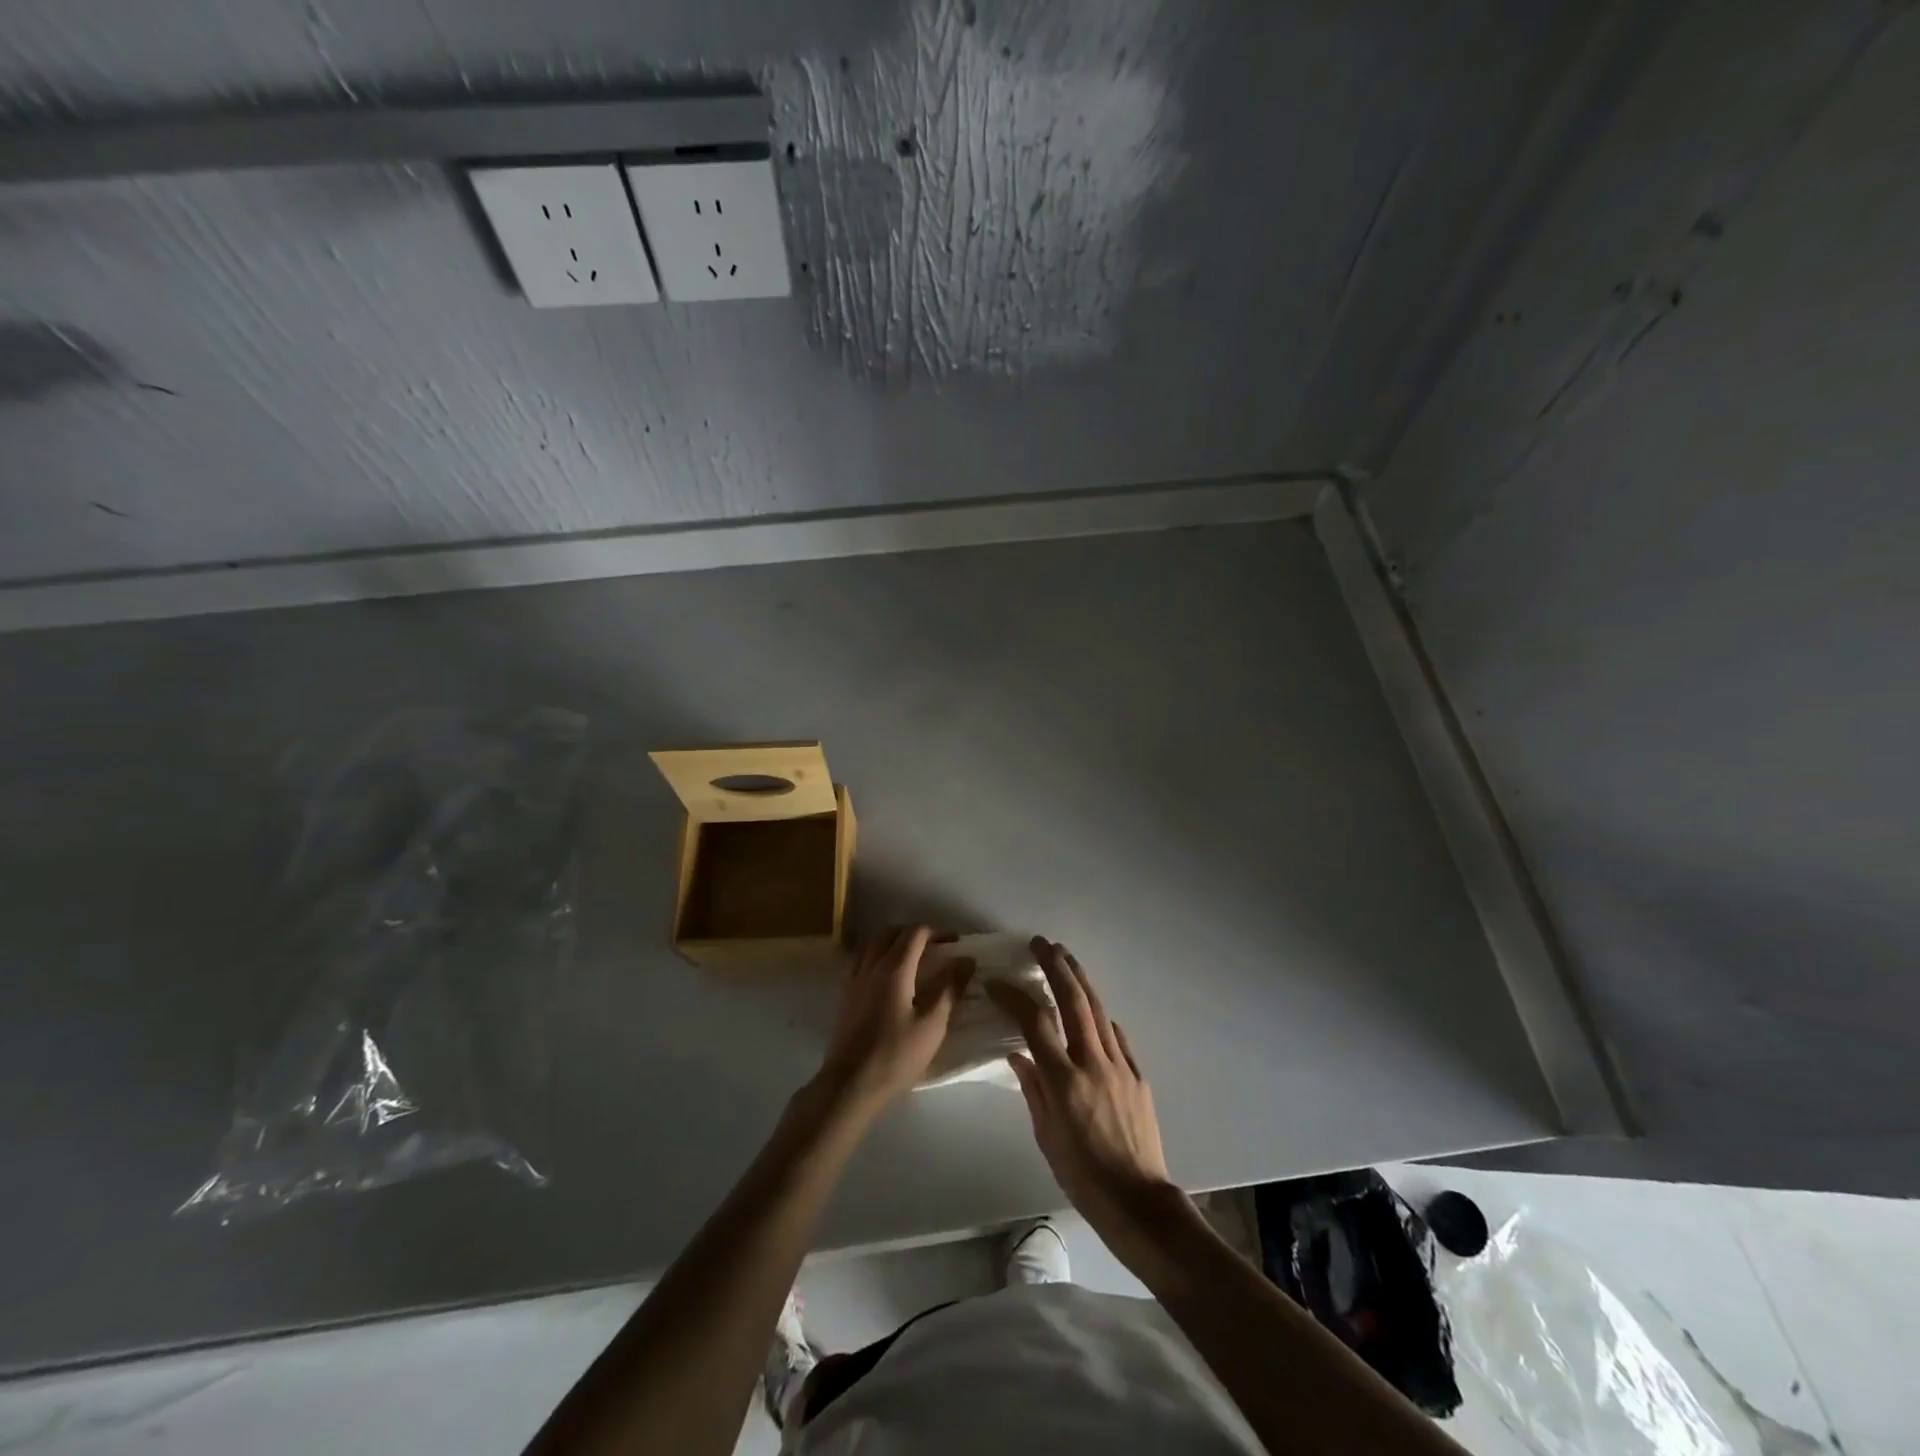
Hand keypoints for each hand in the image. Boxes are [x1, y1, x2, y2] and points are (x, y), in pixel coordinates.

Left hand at [813, 927, 972, 1116]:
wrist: (850, 1085)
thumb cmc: (896, 1056)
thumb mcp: (932, 1025)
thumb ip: (949, 988)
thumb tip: (965, 959)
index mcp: (894, 969)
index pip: (915, 933)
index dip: (936, 932)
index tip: (954, 942)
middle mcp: (871, 966)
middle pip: (891, 933)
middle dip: (914, 933)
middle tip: (935, 947)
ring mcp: (854, 980)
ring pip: (873, 944)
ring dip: (894, 941)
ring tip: (912, 958)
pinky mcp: (846, 995)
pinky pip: (862, 960)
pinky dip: (878, 955)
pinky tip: (888, 977)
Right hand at [989, 939, 1179, 1256]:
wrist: (1139, 1201)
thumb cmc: (1083, 1177)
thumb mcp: (1047, 1137)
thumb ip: (1032, 1089)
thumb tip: (1018, 1054)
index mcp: (1064, 1081)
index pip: (1035, 1024)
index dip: (1014, 997)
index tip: (997, 982)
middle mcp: (1093, 1063)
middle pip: (1073, 1002)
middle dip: (1056, 967)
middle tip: (1041, 943)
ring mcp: (1120, 1065)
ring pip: (1098, 1010)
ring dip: (1080, 979)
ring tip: (1065, 956)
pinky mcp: (1138, 1075)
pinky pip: (1116, 1035)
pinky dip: (1100, 1016)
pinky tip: (1092, 1009)